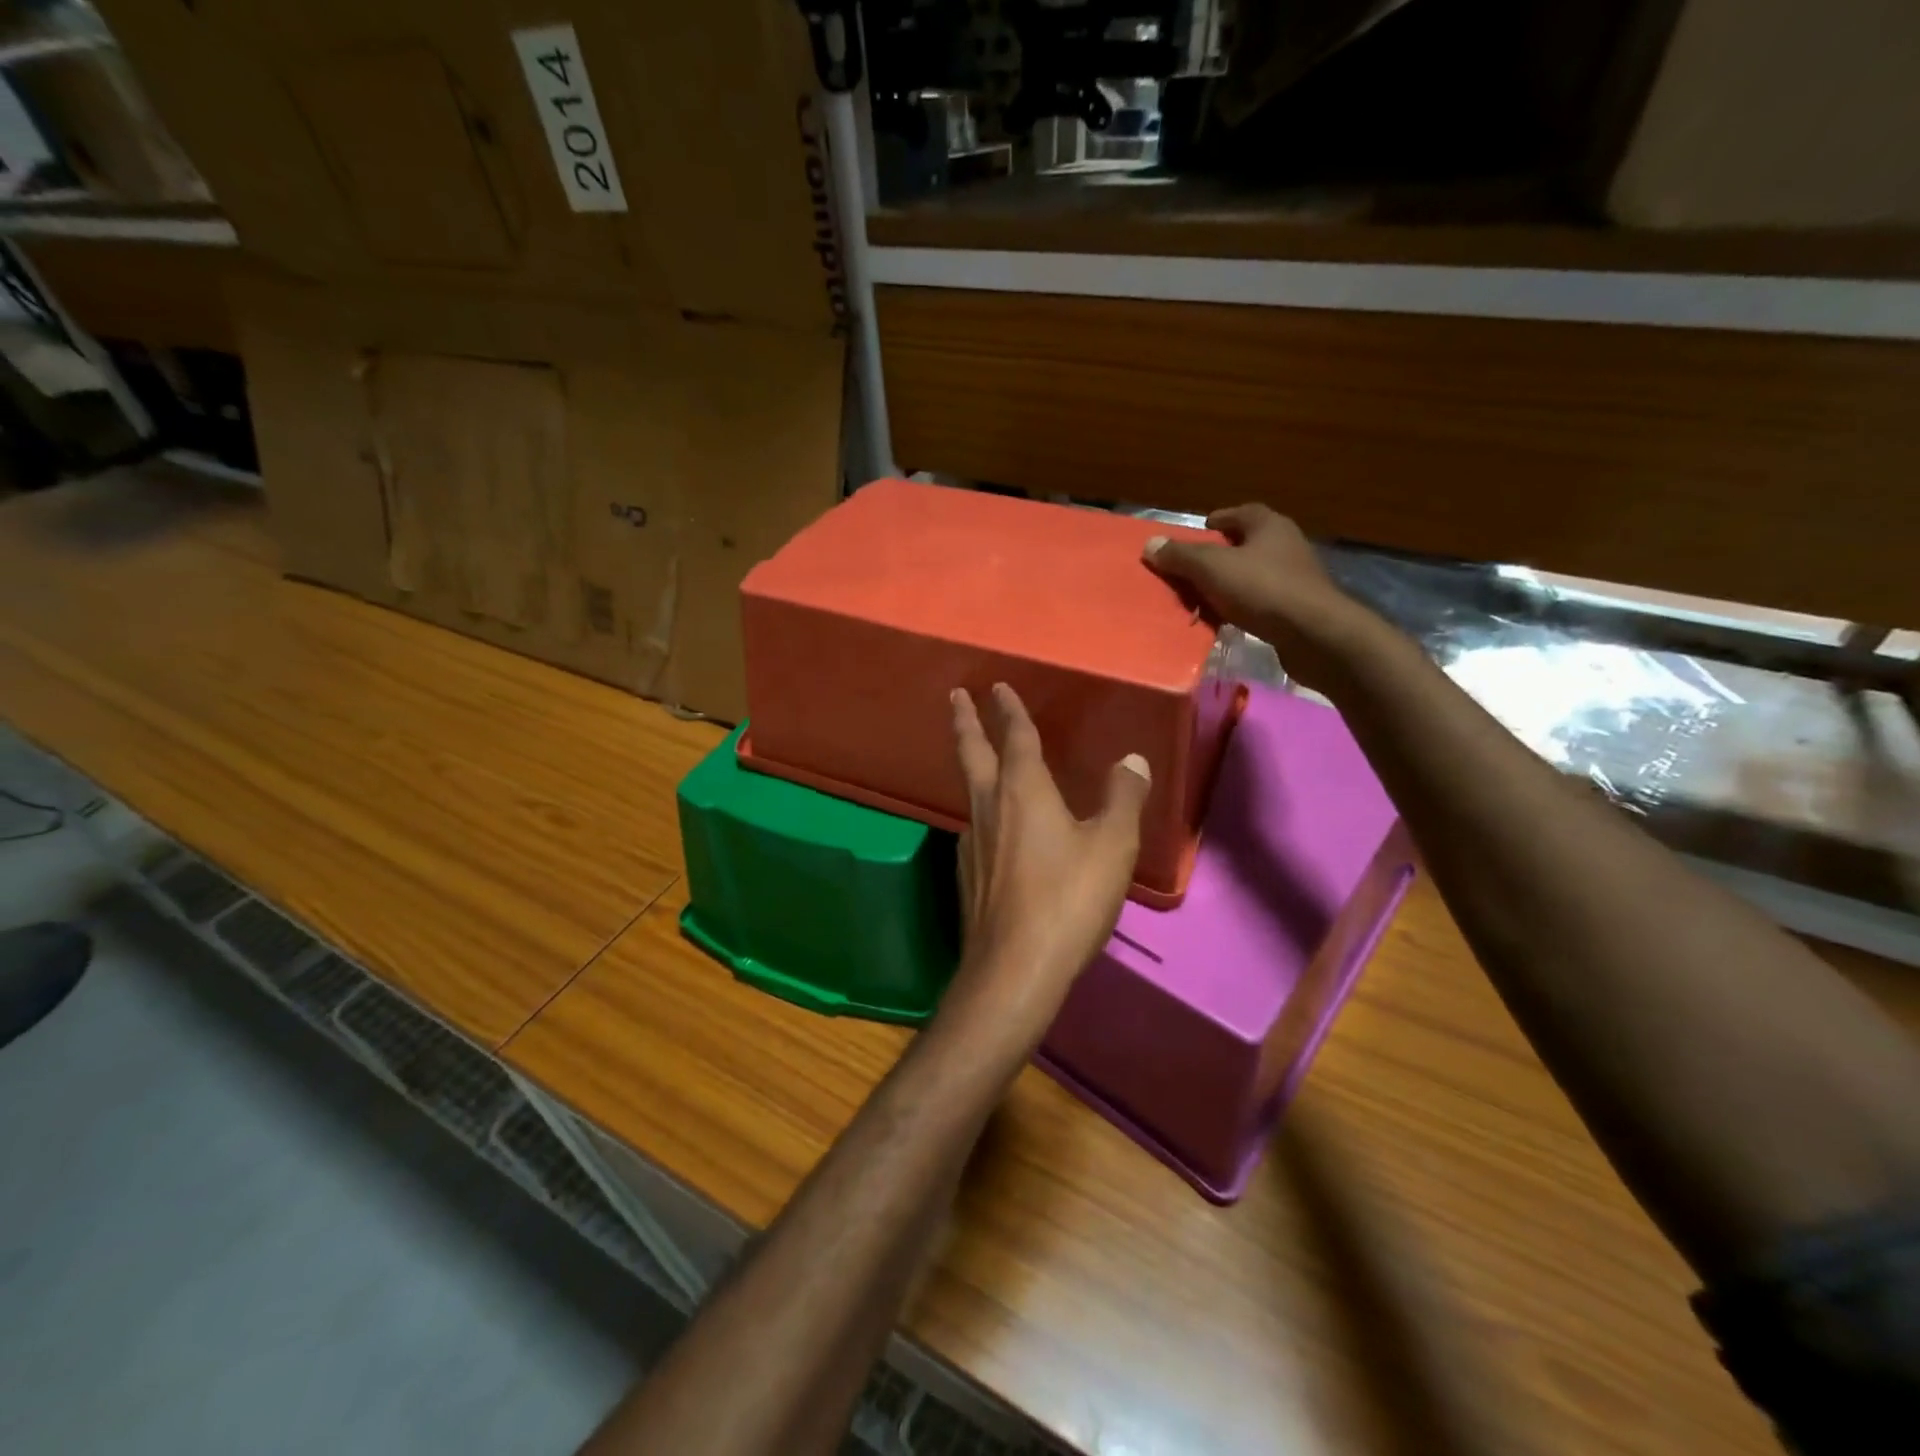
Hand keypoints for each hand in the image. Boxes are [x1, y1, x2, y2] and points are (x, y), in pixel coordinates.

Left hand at [944, 683, 1149, 1036]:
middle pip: (972, 753)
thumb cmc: (1069, 899)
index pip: (1015, 737)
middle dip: (965, 721)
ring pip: (970, 791)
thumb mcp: (1112, 846)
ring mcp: (971, 842)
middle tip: (956, 696)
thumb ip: (1123, 798)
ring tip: (981, 763)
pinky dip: (984, 813)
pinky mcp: (966, 875)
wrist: (1015, 968)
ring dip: (972, 768)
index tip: (997, 687)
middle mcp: (989, 806)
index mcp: (1022, 790)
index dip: (1009, 710)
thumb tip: (1132, 760)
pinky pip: (976, 829)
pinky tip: (993, 832)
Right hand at [1144, 504, 1368, 688]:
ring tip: (1206, 595)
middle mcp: (1287, 544)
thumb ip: (1180, 556)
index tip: (1200, 531)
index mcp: (1270, 525)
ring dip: (1232, 581)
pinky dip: (1244, 604)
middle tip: (1195, 566)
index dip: (1219, 520)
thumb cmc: (1262, 589)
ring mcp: (1297, 577)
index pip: (1241, 513)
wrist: (1314, 634)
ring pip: (1256, 572)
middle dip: (1222, 553)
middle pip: (1248, 543)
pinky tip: (1229, 618)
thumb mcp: (1212, 569)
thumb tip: (1150, 544)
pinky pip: (1263, 599)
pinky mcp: (1299, 607)